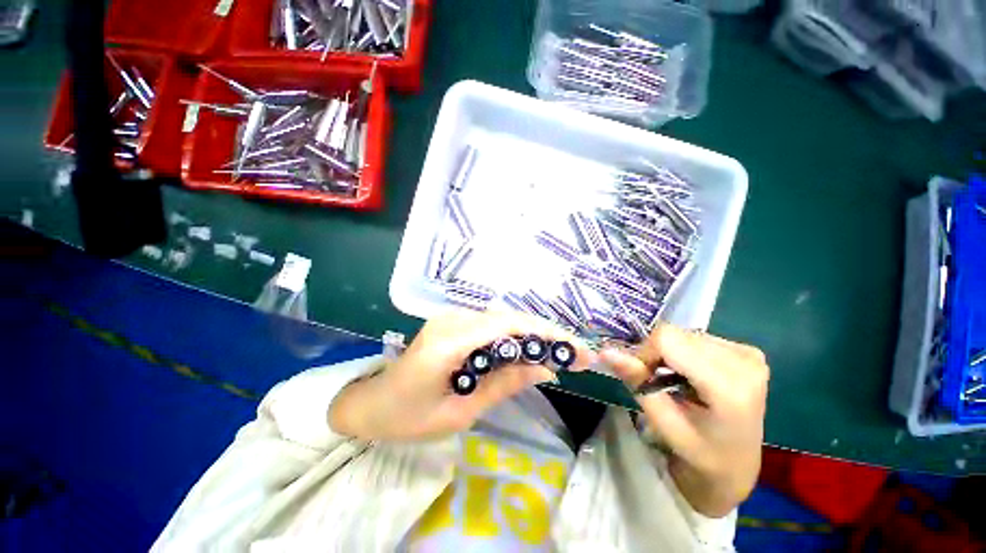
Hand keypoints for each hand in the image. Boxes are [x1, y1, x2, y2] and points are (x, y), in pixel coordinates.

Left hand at [329, 310, 596, 440]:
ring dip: (532, 333)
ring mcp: (451, 317)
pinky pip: (491, 324)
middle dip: (545, 333)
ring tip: (559, 352)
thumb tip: (545, 369)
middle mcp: (452, 319)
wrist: (373, 403)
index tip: (575, 349)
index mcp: (448, 342)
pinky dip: (514, 335)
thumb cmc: (409, 418)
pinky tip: (529, 349)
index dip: (544, 334)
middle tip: (575, 353)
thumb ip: (504, 385)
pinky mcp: (453, 321)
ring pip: (502, 318)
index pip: (506, 326)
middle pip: (508, 317)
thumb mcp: (460, 412)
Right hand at [601, 324, 768, 517]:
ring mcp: (749, 354)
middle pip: (676, 334)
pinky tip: (693, 374)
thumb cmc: (699, 452)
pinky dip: (685, 352)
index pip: (669, 340)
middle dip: (657, 354)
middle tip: (659, 381)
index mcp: (729, 388)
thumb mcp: (663, 422)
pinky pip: (697, 337)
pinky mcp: (747, 351)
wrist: (737, 463)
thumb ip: (637, 382)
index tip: (644, 376)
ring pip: (684, 334)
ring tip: (677, 380)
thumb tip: (605, 351)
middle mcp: (746, 363)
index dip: (646, 352)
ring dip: (670, 353)